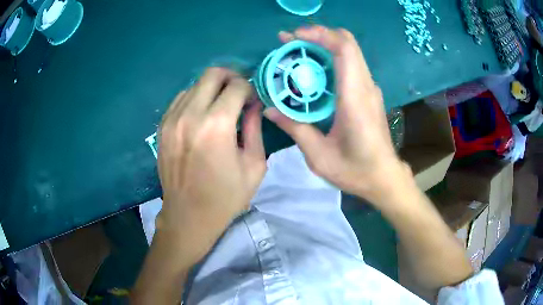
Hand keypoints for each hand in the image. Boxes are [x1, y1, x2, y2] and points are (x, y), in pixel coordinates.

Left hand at [157, 67, 265, 260]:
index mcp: (217, 125)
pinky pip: (180, 99)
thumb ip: (255, 127)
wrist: (188, 215)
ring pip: (195, 84)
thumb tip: (254, 104)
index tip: (253, 100)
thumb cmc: (226, 196)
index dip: (250, 88)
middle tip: (239, 92)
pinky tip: (202, 114)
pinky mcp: (162, 127)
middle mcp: (191, 115)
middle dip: (231, 77)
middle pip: (212, 74)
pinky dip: (195, 99)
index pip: (237, 86)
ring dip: (212, 89)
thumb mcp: (254, 165)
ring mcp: (172, 119)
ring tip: (221, 105)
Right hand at [265, 26, 409, 203]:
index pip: (344, 49)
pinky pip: (351, 65)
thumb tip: (269, 109)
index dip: (320, 35)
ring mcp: (370, 88)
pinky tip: (313, 70)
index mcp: (355, 98)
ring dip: (323, 45)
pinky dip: (331, 58)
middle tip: (290, 41)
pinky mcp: (369, 93)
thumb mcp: (319, 155)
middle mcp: (366, 86)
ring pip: (350, 52)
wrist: (384, 177)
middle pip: (348, 44)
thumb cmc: (355, 170)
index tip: (294, 36)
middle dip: (318, 35)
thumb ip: (295, 128)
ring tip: (297, 51)